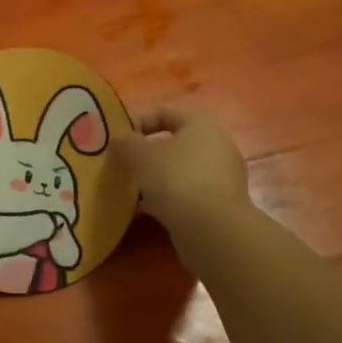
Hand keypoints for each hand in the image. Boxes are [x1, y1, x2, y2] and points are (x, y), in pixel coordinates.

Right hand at [113, 106, 248, 232]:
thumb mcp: (139, 155)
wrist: (212, 230)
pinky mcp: (222, 205)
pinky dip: (169, 199)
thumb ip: (125, 142)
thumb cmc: (175, 178)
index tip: (118, 140)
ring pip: (180, 171)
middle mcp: (217, 146)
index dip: (138, 121)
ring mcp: (223, 177)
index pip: (165, 113)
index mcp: (201, 125)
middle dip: (147, 154)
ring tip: (133, 190)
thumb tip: (119, 141)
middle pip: (174, 143)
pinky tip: (148, 211)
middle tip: (125, 165)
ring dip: (156, 178)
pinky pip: (189, 194)